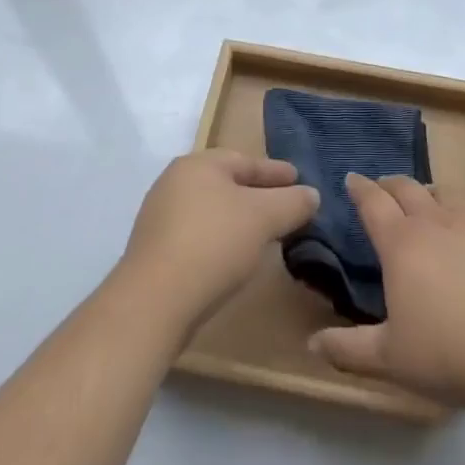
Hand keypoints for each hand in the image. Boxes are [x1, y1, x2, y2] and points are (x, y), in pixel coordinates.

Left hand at [119, 150, 319, 336]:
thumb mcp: (263, 218)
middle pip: (227, 183)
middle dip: (258, 195)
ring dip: (239, 220)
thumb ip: (292, 202)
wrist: (153, 303)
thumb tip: (311, 194)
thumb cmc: (213, 244)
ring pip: (212, 210)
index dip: (277, 172)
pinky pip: (198, 235)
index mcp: (199, 164)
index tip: (300, 181)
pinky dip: (220, 240)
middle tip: (286, 207)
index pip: (246, 161)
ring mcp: (160, 217)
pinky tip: (233, 258)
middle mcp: (175, 182)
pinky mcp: (154, 251)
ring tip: (265, 235)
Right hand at [308, 173, 464, 411]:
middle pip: (406, 188)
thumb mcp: (391, 358)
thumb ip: (349, 349)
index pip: (373, 203)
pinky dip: (461, 209)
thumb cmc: (449, 353)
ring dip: (426, 193)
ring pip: (442, 192)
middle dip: (389, 185)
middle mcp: (433, 220)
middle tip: (382, 188)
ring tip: (423, 204)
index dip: (360, 188)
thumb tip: (311, 344)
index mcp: (401, 243)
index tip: (351, 179)